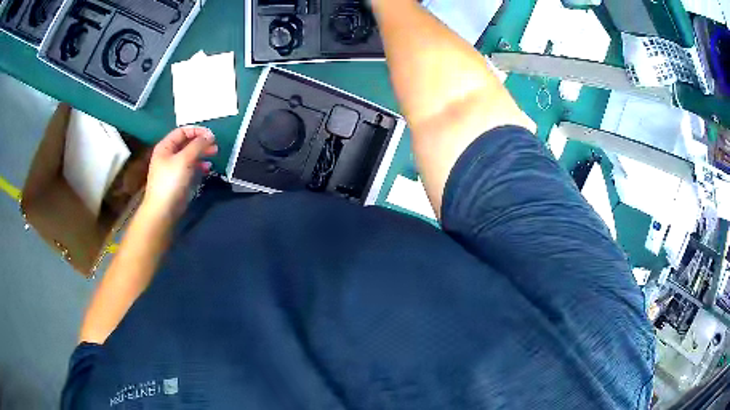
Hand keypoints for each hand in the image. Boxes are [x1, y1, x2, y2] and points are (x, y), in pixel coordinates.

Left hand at [141, 127, 217, 220]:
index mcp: (165, 146)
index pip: (182, 131)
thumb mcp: (184, 159)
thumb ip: (198, 145)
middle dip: (201, 143)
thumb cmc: (171, 182)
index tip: (211, 136)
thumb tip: (210, 135)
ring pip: (190, 155)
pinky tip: (207, 169)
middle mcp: (168, 155)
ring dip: (202, 154)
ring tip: (214, 155)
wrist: (163, 211)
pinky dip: (199, 166)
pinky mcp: (179, 180)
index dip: (197, 131)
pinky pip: (191, 168)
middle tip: (215, 146)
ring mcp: (173, 168)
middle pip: (187, 143)